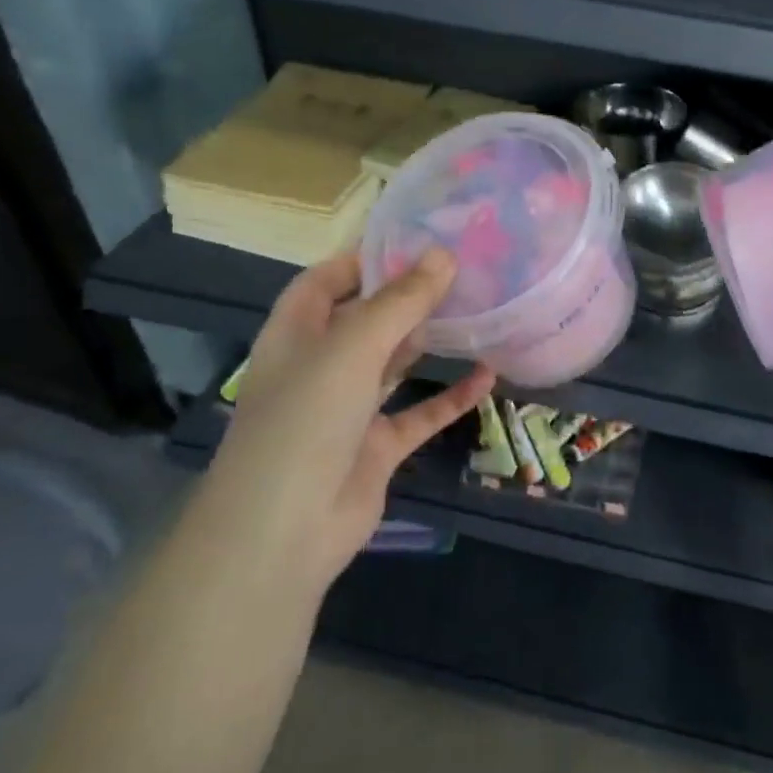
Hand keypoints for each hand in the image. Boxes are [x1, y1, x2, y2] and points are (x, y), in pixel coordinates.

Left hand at [209, 248, 495, 589]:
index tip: (416, 241)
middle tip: (463, 272)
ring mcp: (348, 409)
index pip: (325, 281)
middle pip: (366, 319)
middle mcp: (320, 366)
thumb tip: (443, 255)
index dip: (363, 259)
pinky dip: (450, 397)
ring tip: (478, 312)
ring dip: (431, 343)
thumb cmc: (306, 420)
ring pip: (395, 365)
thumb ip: (400, 302)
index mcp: (296, 335)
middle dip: (408, 297)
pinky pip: (419, 414)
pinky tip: (487, 377)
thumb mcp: (352, 348)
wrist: (284, 531)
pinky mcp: (376, 447)